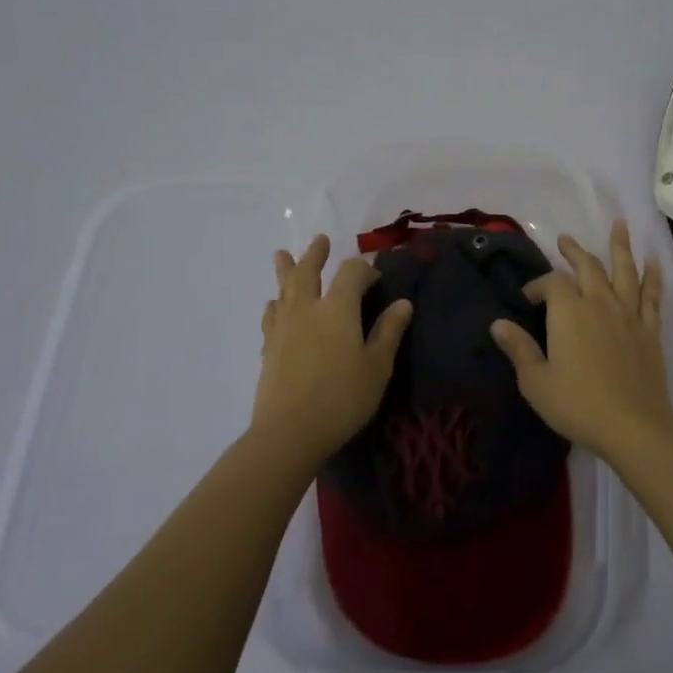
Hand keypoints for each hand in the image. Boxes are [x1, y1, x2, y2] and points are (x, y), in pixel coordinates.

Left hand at [255, 235, 413, 463]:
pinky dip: (275, 304)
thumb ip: (389, 332)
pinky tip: (274, 305)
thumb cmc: (342, 398)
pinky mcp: (269, 347)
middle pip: (308, 271)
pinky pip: (271, 315)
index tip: (376, 279)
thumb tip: (403, 303)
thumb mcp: (377, 367)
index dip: (364, 269)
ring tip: (282, 255)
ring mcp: (284, 326)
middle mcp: (307, 309)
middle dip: (316, 254)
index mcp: (338, 309)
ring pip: (284, 289)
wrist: (289, 432)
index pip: (351, 273)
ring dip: (286, 270)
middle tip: (321, 240)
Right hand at [489, 220, 672, 459]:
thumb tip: (498, 324)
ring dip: (620, 246)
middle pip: (588, 266)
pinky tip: (654, 263)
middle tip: (566, 239)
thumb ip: (519, 349)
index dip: (538, 285)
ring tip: (620, 224)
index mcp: (568, 311)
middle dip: (575, 251)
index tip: (528, 297)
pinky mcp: (649, 329)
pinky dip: (653, 276)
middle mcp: (599, 302)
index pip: (551, 283)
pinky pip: (652, 295)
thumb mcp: (536, 381)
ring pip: (624, 271)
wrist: (633, 425)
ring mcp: (628, 313)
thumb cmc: (577, 404)